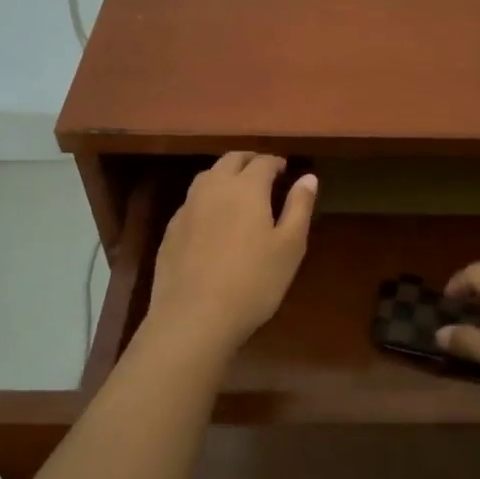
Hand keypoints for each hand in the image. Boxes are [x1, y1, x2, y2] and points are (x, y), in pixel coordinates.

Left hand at [143, 153, 316, 363]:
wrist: (194, 318)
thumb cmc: (253, 281)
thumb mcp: (290, 246)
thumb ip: (299, 207)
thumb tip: (308, 177)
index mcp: (246, 187)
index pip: (263, 161)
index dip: (276, 162)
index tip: (286, 171)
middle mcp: (214, 188)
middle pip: (231, 160)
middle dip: (250, 161)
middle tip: (264, 174)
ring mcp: (188, 208)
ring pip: (207, 176)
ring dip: (225, 175)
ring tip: (238, 192)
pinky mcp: (171, 230)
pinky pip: (192, 201)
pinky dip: (207, 199)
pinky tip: (213, 220)